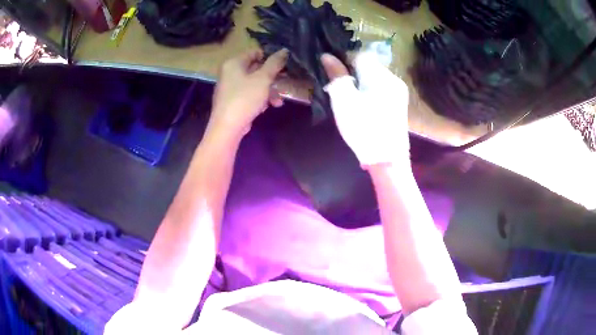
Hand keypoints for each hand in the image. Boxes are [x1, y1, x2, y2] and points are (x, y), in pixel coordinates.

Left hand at [209, 48, 288, 138]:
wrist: (228, 127)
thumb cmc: (245, 98)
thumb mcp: (263, 79)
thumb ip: (274, 63)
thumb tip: (284, 50)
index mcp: (234, 63)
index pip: (254, 52)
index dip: (270, 57)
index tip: (284, 65)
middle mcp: (230, 73)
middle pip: (255, 69)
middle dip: (272, 78)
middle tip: (285, 81)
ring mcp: (230, 88)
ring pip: (254, 83)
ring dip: (269, 91)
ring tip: (278, 101)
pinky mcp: (233, 101)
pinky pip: (249, 94)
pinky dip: (260, 98)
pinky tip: (269, 106)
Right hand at [321, 51, 409, 167]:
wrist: (387, 158)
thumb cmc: (363, 128)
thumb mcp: (344, 100)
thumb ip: (336, 75)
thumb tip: (327, 55)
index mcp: (380, 75)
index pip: (359, 54)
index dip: (343, 60)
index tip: (333, 74)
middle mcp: (393, 78)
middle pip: (368, 64)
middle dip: (352, 72)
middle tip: (340, 89)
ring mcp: (399, 91)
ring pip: (374, 76)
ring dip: (360, 81)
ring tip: (351, 99)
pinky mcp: (399, 102)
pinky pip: (381, 87)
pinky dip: (370, 90)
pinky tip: (364, 105)